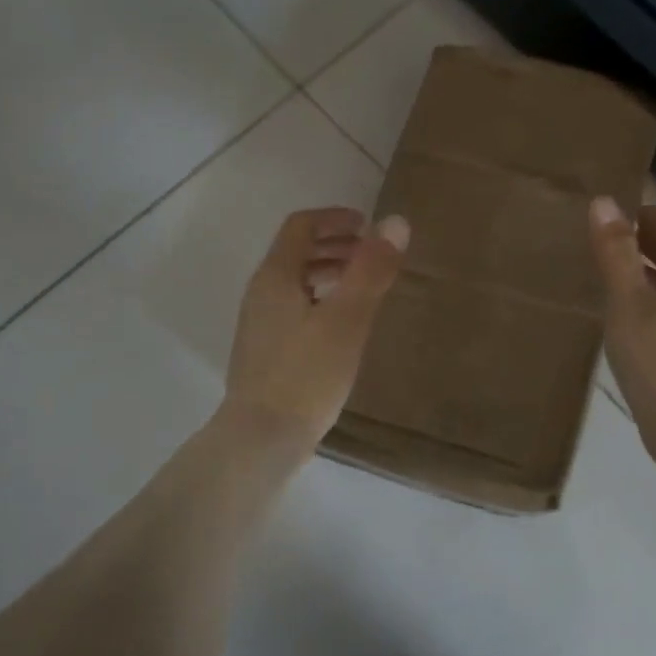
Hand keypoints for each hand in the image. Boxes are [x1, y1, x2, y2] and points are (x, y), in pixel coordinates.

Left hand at [222, 207, 408, 449]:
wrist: (262, 437)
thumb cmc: (307, 375)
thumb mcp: (347, 320)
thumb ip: (371, 271)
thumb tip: (396, 222)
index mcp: (275, 276)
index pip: (300, 226)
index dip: (335, 218)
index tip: (368, 226)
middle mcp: (260, 293)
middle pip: (295, 252)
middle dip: (334, 245)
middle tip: (371, 256)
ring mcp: (259, 324)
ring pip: (294, 283)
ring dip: (327, 273)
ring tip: (361, 289)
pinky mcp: (264, 352)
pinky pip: (293, 308)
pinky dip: (319, 300)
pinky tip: (341, 328)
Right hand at [589, 196, 655, 469]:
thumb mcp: (629, 299)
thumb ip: (615, 253)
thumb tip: (604, 202)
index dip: (648, 216)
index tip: (617, 210)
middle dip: (646, 245)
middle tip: (605, 239)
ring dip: (643, 277)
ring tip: (606, 277)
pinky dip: (642, 307)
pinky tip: (619, 321)